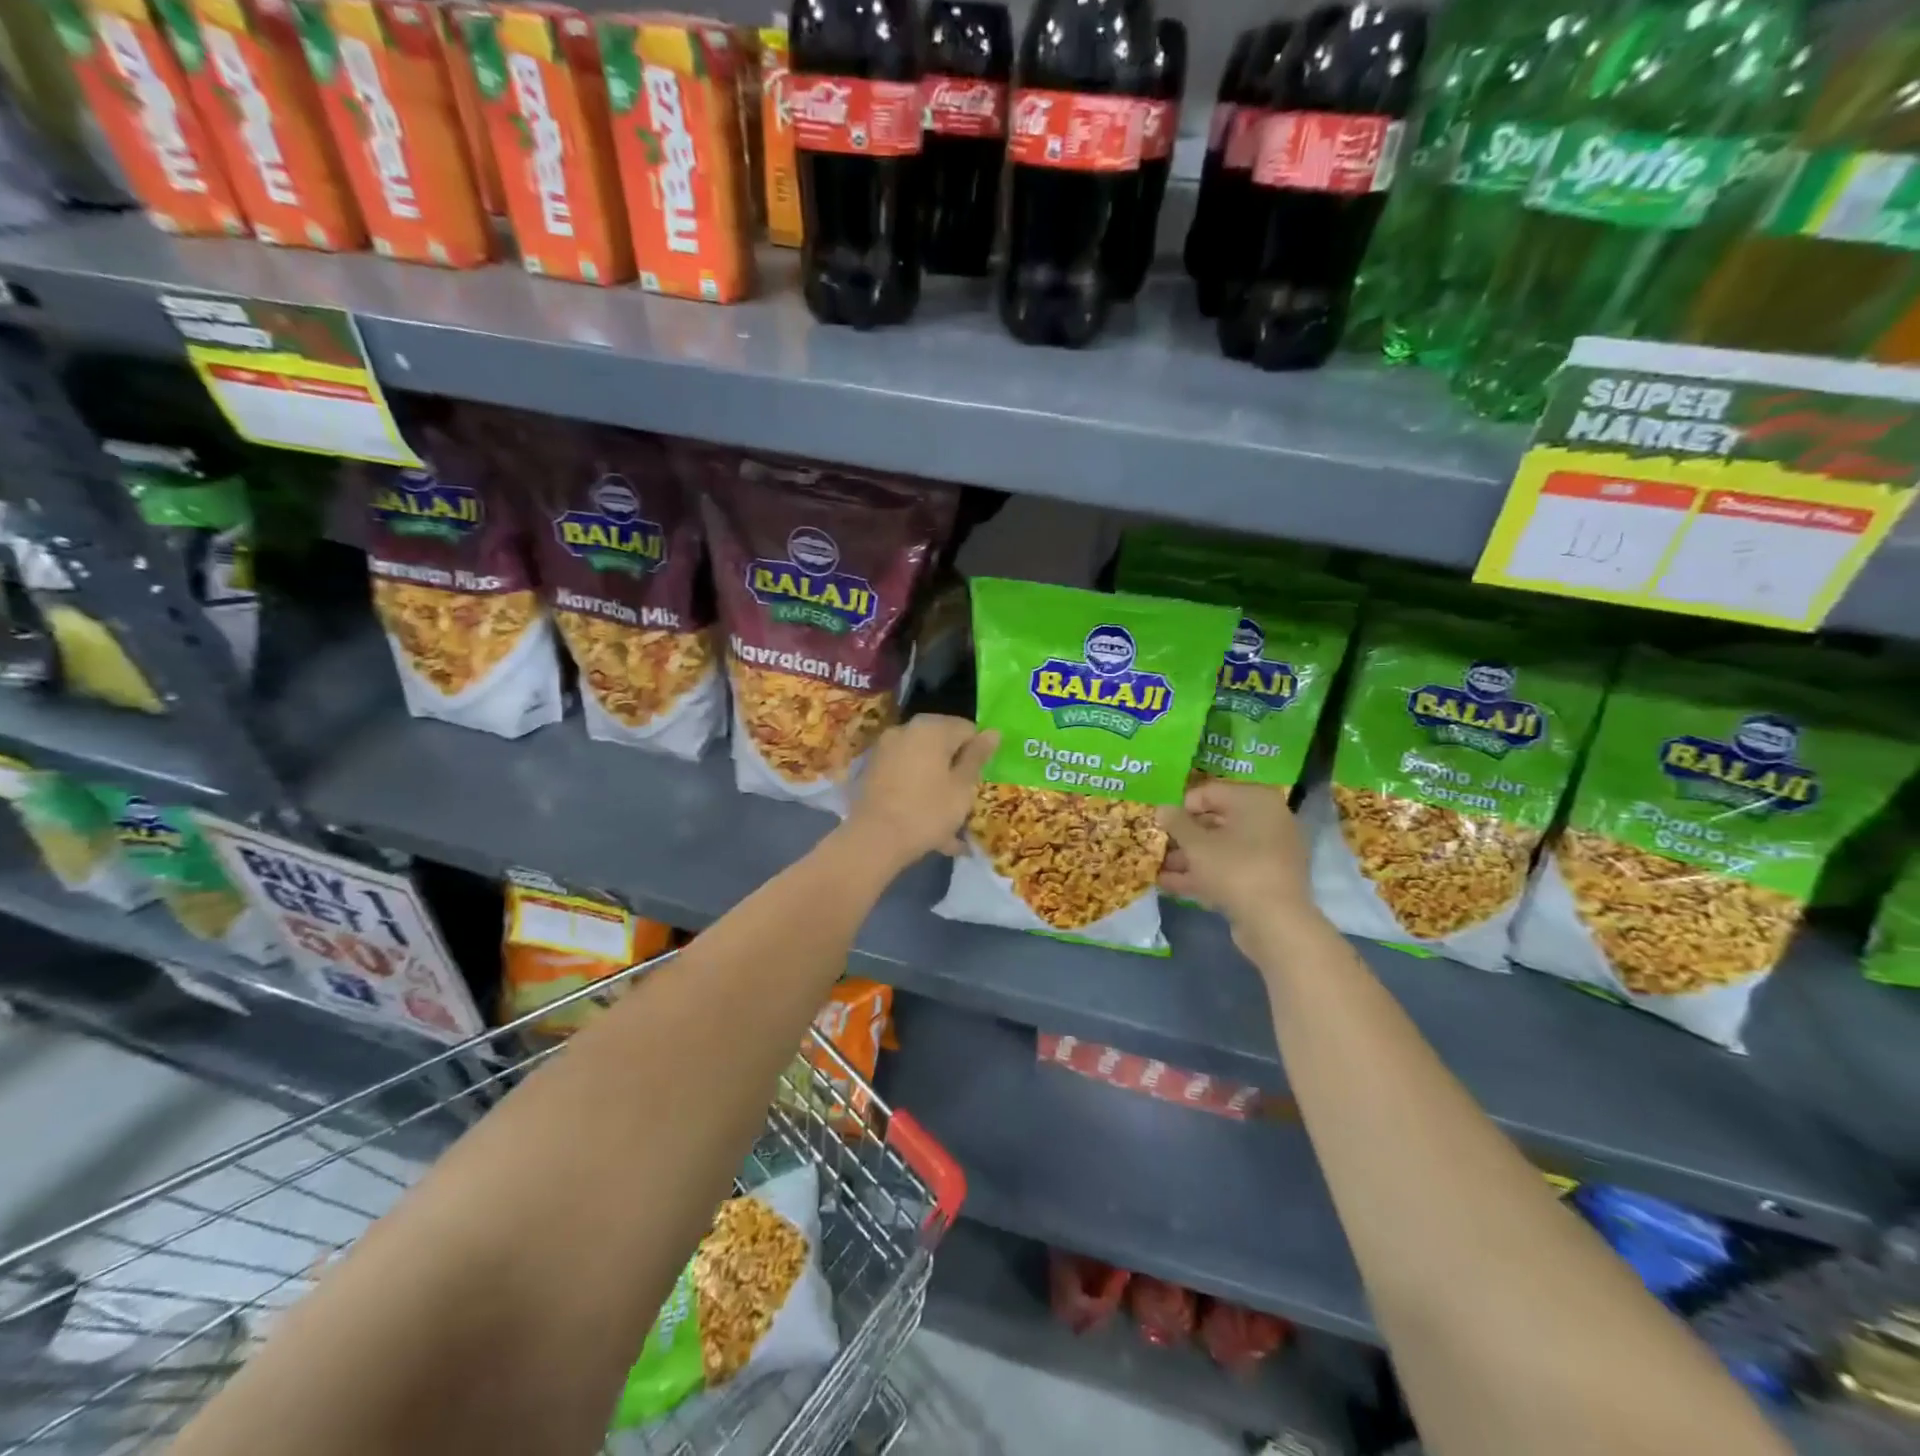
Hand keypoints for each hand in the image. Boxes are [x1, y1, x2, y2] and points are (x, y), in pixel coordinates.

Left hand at [844, 715, 998, 869]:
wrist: (873, 839)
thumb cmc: (927, 811)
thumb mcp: (962, 787)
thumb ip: (977, 756)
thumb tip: (993, 732)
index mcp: (932, 728)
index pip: (967, 729)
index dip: (978, 754)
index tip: (978, 780)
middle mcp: (906, 730)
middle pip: (942, 743)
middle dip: (955, 768)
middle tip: (964, 799)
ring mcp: (885, 749)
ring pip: (923, 762)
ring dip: (937, 783)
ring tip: (947, 820)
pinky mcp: (873, 770)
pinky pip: (905, 775)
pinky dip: (917, 790)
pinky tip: (925, 821)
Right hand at [1157, 779, 1317, 932]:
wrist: (1276, 923)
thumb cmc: (1235, 869)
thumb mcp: (1196, 844)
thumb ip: (1176, 823)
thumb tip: (1162, 808)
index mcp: (1255, 800)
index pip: (1210, 792)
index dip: (1182, 807)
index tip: (1162, 824)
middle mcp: (1267, 820)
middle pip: (1216, 821)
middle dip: (1184, 836)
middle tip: (1158, 846)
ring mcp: (1269, 852)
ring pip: (1222, 848)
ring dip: (1189, 857)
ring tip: (1158, 868)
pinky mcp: (1266, 880)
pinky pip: (1231, 869)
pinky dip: (1205, 874)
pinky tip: (1171, 885)